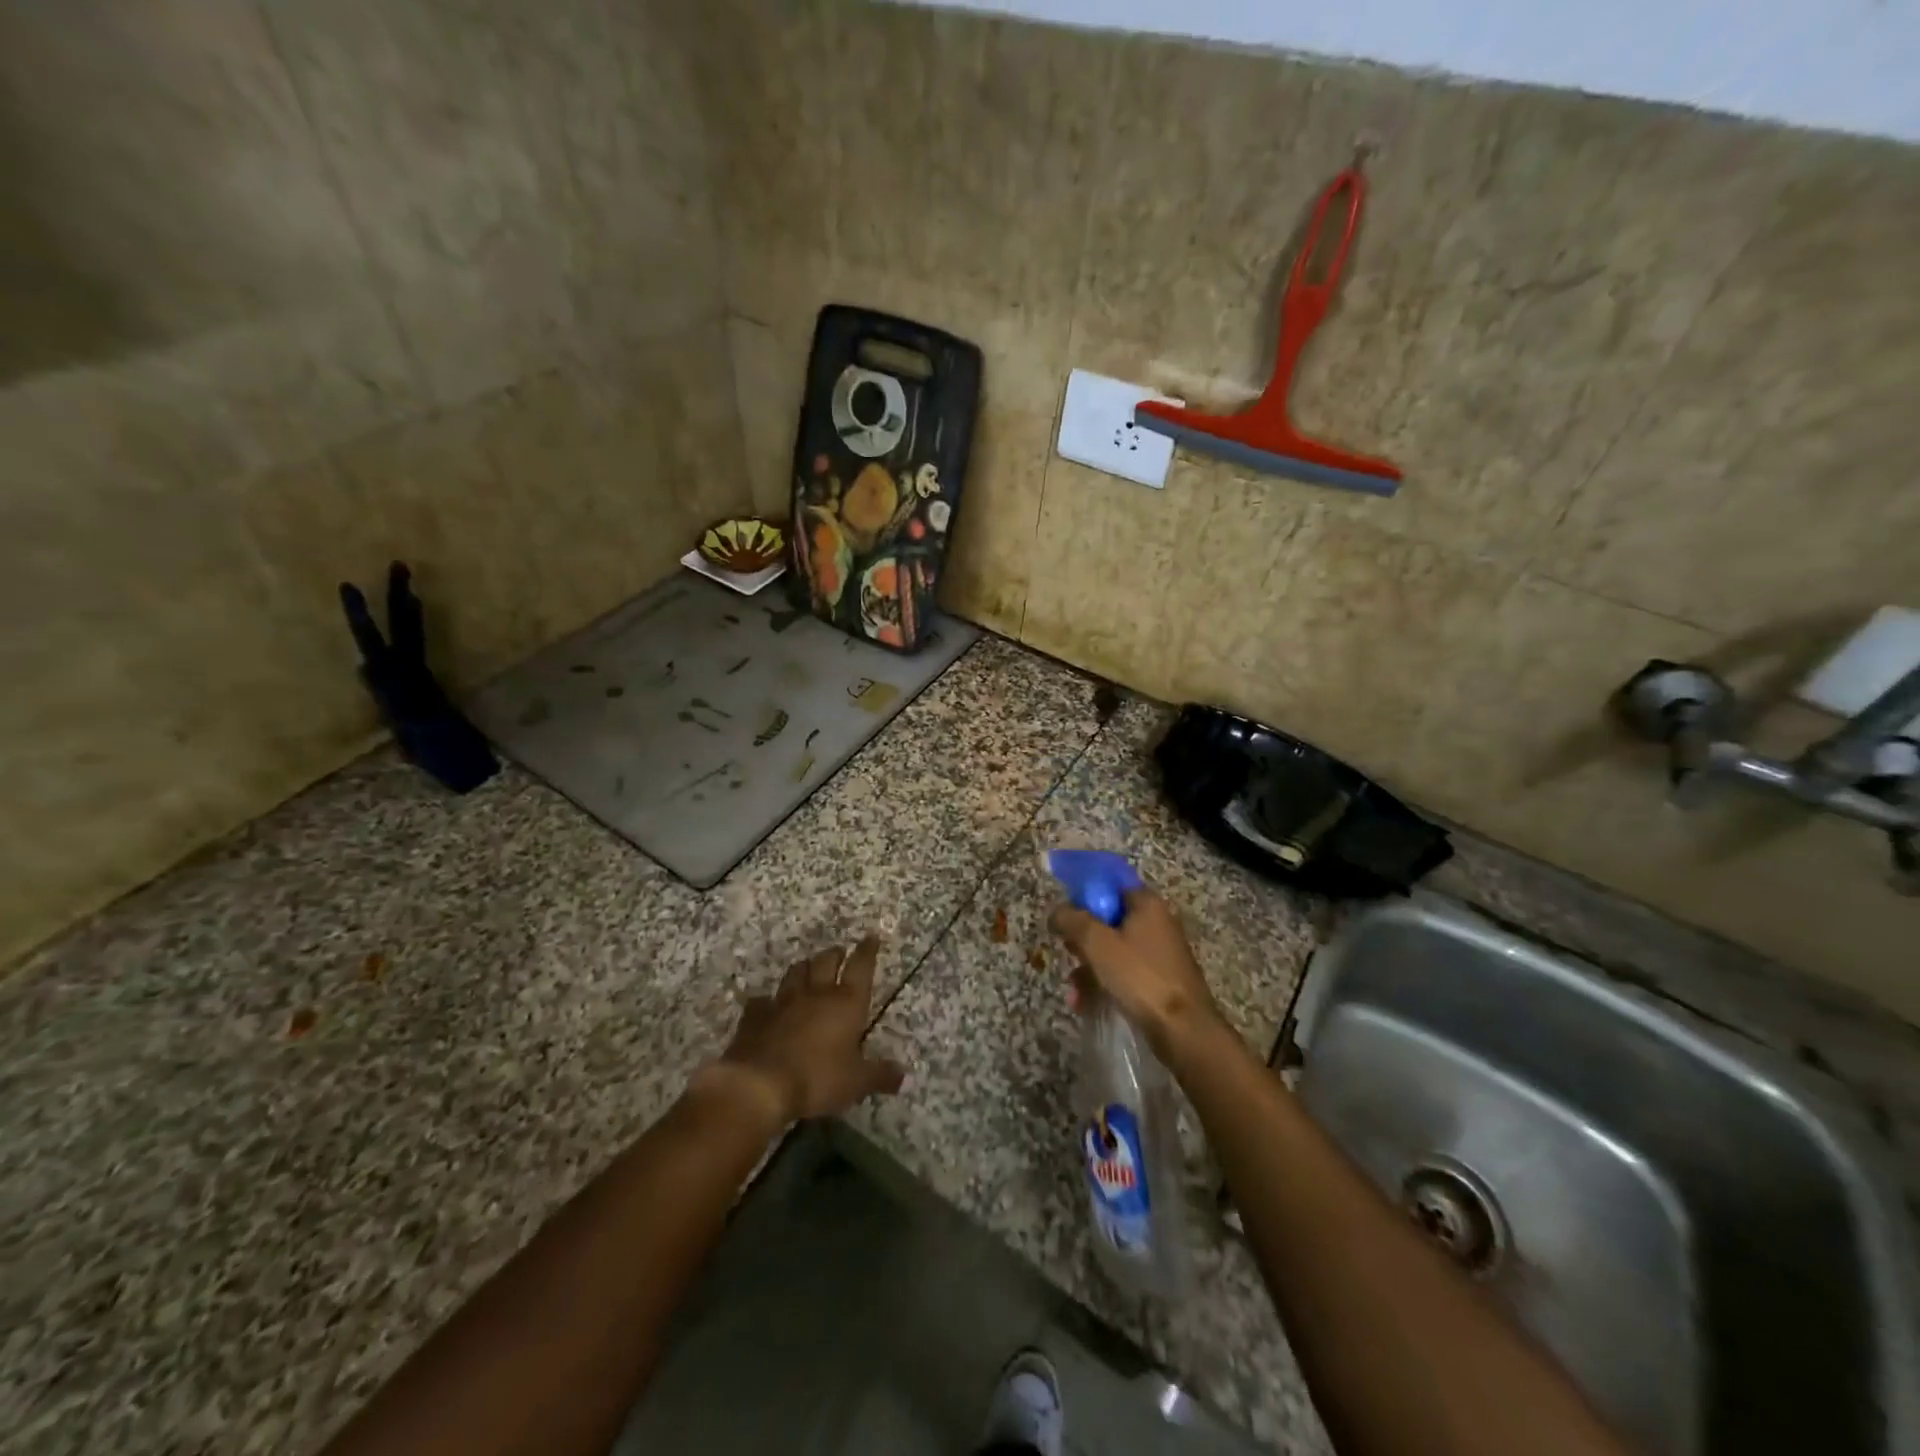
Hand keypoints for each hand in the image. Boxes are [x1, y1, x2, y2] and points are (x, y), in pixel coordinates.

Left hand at [706, 935, 905, 1126]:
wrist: (760, 1084)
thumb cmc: (817, 1078)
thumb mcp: (856, 1082)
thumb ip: (880, 1075)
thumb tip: (903, 1076)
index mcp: (846, 1003)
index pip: (861, 967)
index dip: (867, 951)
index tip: (871, 936)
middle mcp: (816, 993)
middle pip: (826, 962)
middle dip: (835, 954)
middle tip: (839, 952)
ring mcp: (783, 1001)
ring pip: (795, 973)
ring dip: (804, 967)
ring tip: (808, 967)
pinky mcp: (756, 1016)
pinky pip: (762, 1000)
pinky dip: (767, 1000)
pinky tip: (767, 1003)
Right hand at [1051, 889, 1223, 1058]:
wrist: (1183, 1030)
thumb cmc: (1139, 977)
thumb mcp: (1097, 943)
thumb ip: (1072, 920)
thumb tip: (1057, 911)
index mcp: (1146, 903)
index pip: (1109, 884)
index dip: (1083, 896)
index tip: (1065, 915)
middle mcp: (1156, 922)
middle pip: (1108, 919)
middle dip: (1083, 939)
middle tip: (1068, 952)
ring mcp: (1159, 953)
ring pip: (1113, 950)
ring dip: (1088, 968)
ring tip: (1074, 993)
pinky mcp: (1159, 980)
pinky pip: (1124, 973)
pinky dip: (1104, 984)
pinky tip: (1085, 1004)